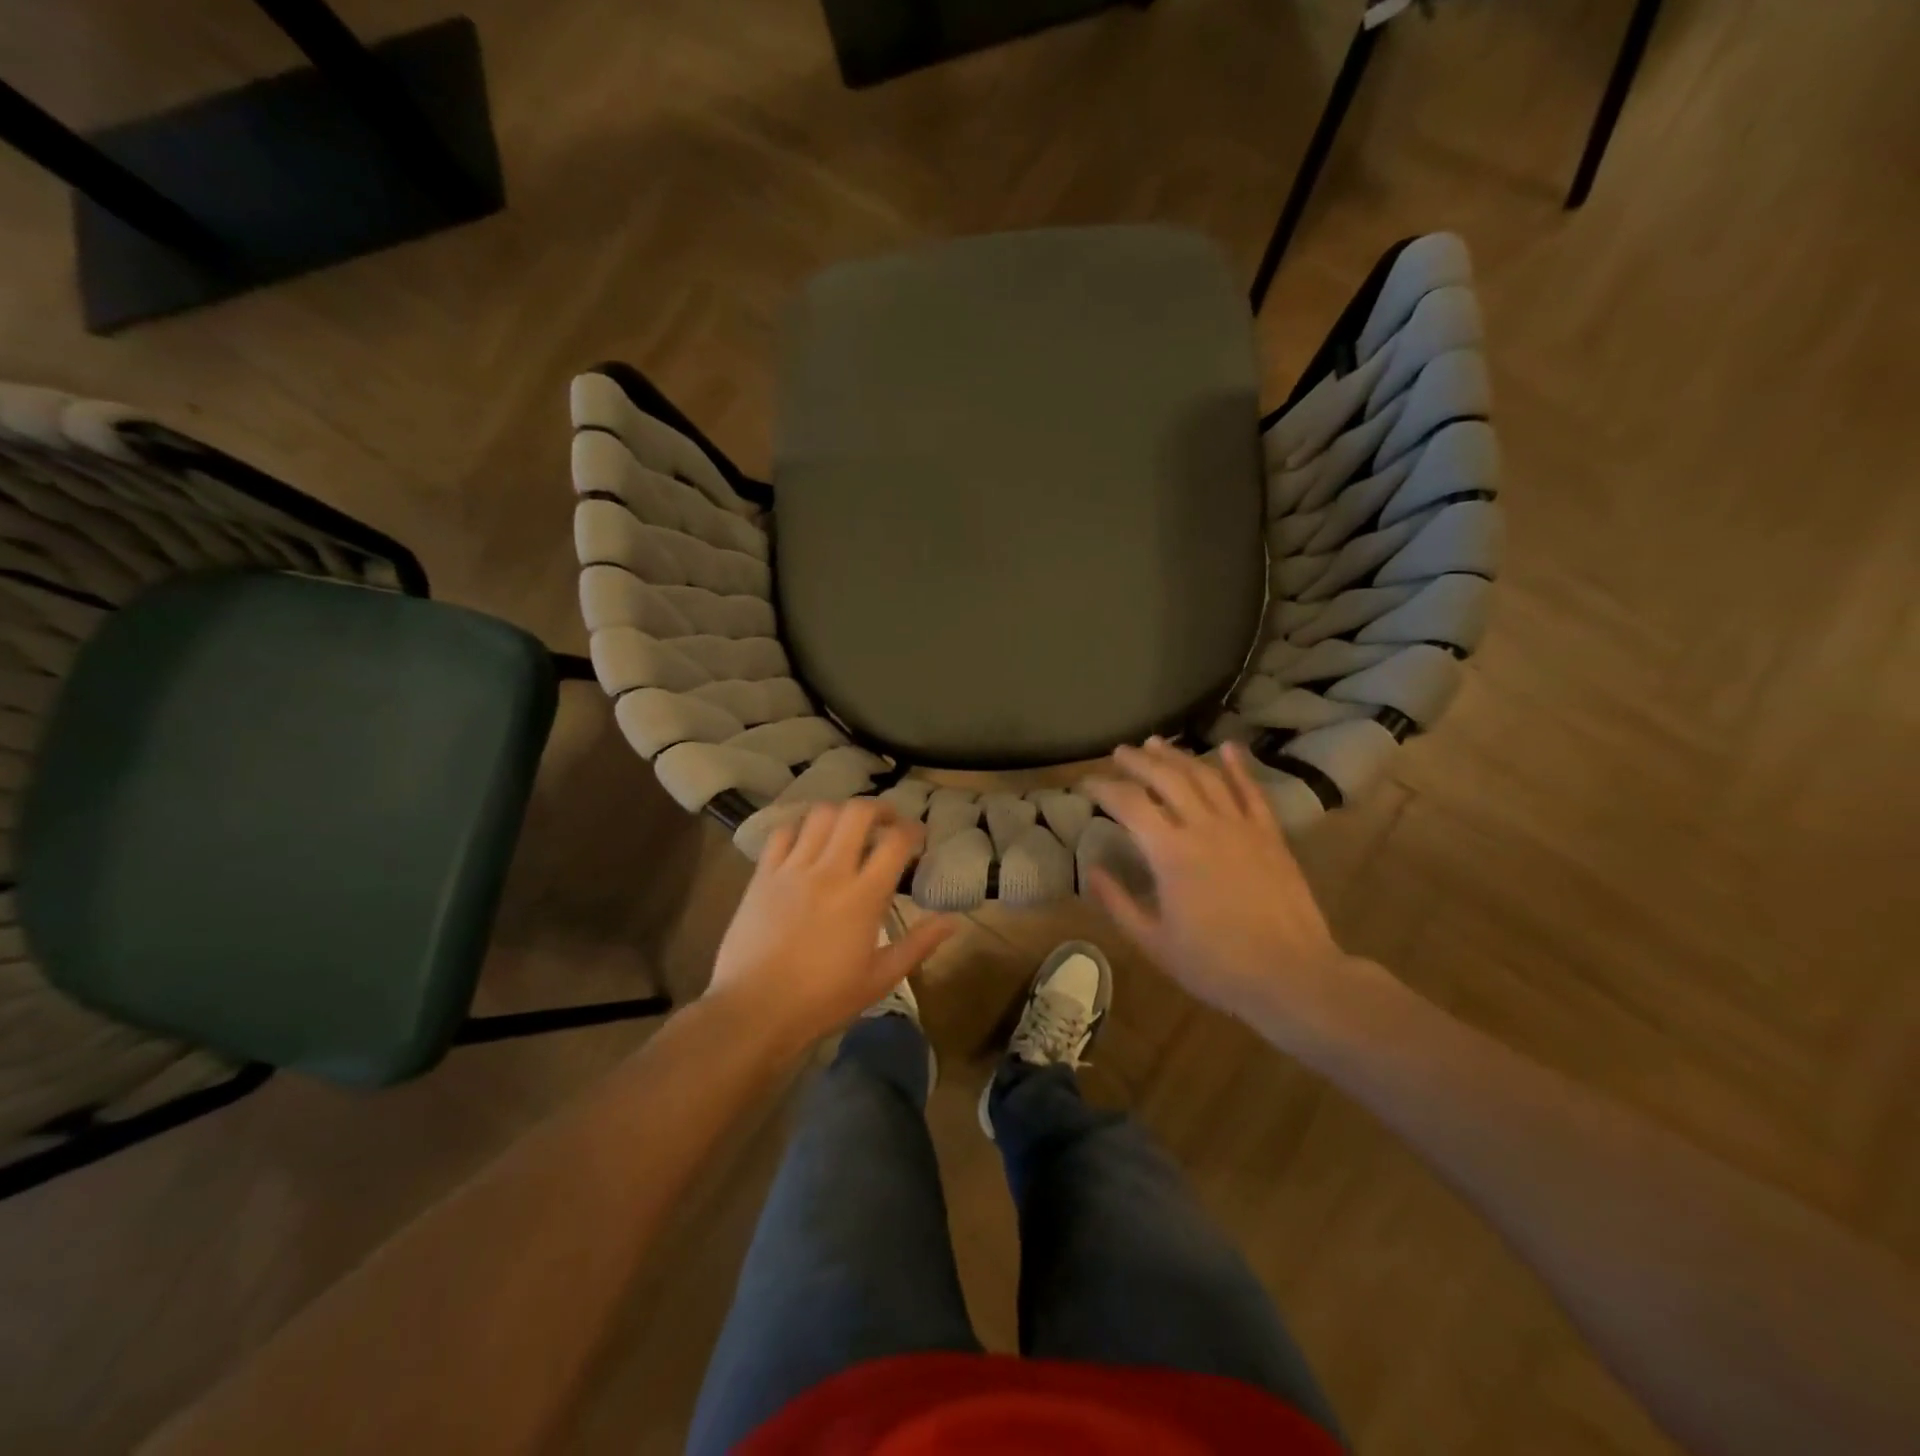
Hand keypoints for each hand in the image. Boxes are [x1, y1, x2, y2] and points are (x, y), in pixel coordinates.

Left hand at [708, 799, 957, 1049]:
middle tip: (887, 822)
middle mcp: (830, 871)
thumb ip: (919, 944)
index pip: (896, 842)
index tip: (918, 838)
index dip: (913, 830)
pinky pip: (783, 833)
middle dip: (879, 808)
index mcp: (863, 896)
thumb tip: (954, 921)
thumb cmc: (823, 999)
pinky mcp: (763, 875)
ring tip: (848, 828)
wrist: (754, 1010)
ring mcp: (792, 869)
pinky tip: (807, 841)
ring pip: (820, 815)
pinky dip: (800, 828)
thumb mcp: (880, 978)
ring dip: (841, 814)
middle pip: (857, 813)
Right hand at [1085, 738, 1360, 1034]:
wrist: (1291, 974)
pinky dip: (1237, 767)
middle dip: (1138, 761)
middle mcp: (1203, 827)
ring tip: (1157, 743)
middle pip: (1166, 778)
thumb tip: (1091, 870)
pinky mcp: (1270, 836)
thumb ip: (1118, 903)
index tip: (1086, 783)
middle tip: (1119, 752)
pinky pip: (1252, 792)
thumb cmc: (1215, 965)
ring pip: (1205, 777)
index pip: (1129, 803)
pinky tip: (1227, 747)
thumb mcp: (1153, 942)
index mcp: (1169, 852)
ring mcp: (1241, 827)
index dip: (1104, 787)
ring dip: (1178, 756)